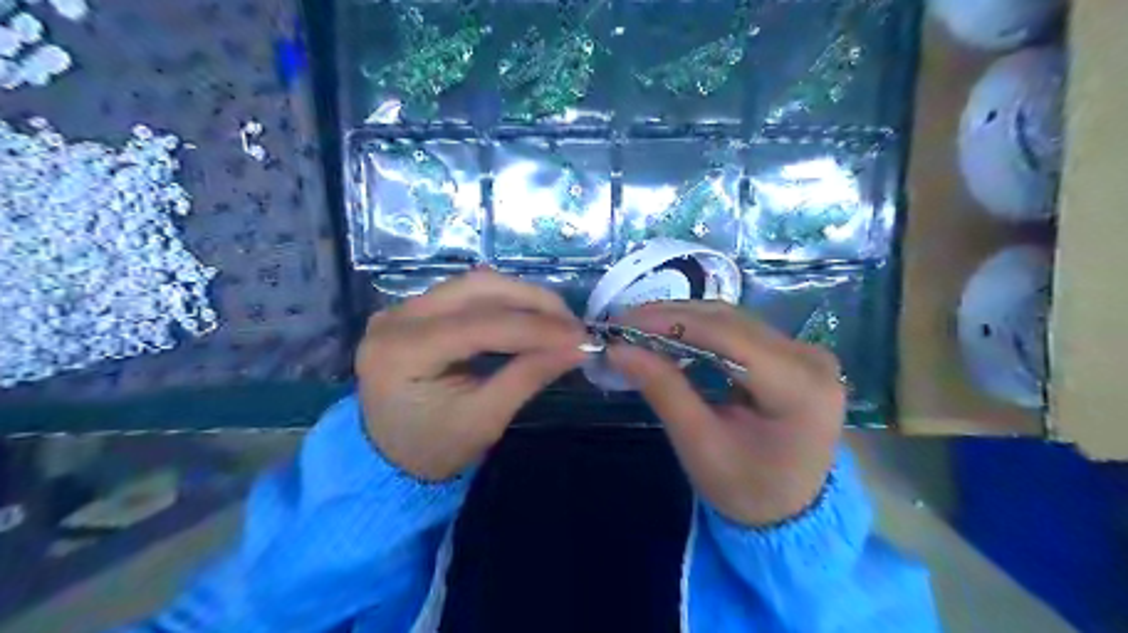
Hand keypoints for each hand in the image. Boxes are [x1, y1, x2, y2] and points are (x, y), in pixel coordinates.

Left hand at [355, 269, 585, 481]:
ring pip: (474, 285)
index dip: (536, 328)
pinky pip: (466, 294)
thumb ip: (528, 377)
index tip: (580, 336)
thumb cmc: (433, 448)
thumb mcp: (483, 420)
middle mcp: (396, 318)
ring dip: (521, 298)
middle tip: (572, 323)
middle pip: (477, 288)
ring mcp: (401, 309)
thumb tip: (578, 347)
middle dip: (532, 301)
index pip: (480, 325)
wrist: (386, 458)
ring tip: (557, 320)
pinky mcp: (414, 310)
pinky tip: (529, 318)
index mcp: (403, 351)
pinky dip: (504, 303)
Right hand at [609, 300, 845, 523]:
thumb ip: (663, 390)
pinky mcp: (794, 354)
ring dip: (683, 319)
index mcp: (799, 386)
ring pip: (733, 320)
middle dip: (671, 317)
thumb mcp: (699, 445)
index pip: (727, 335)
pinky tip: (670, 334)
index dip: (670, 321)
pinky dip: (700, 330)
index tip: (621, 322)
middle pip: (730, 321)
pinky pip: (740, 331)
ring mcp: (806, 352)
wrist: (791, 514)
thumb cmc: (746, 489)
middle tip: (622, 323)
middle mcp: (810, 358)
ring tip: (638, 327)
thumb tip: (618, 349)